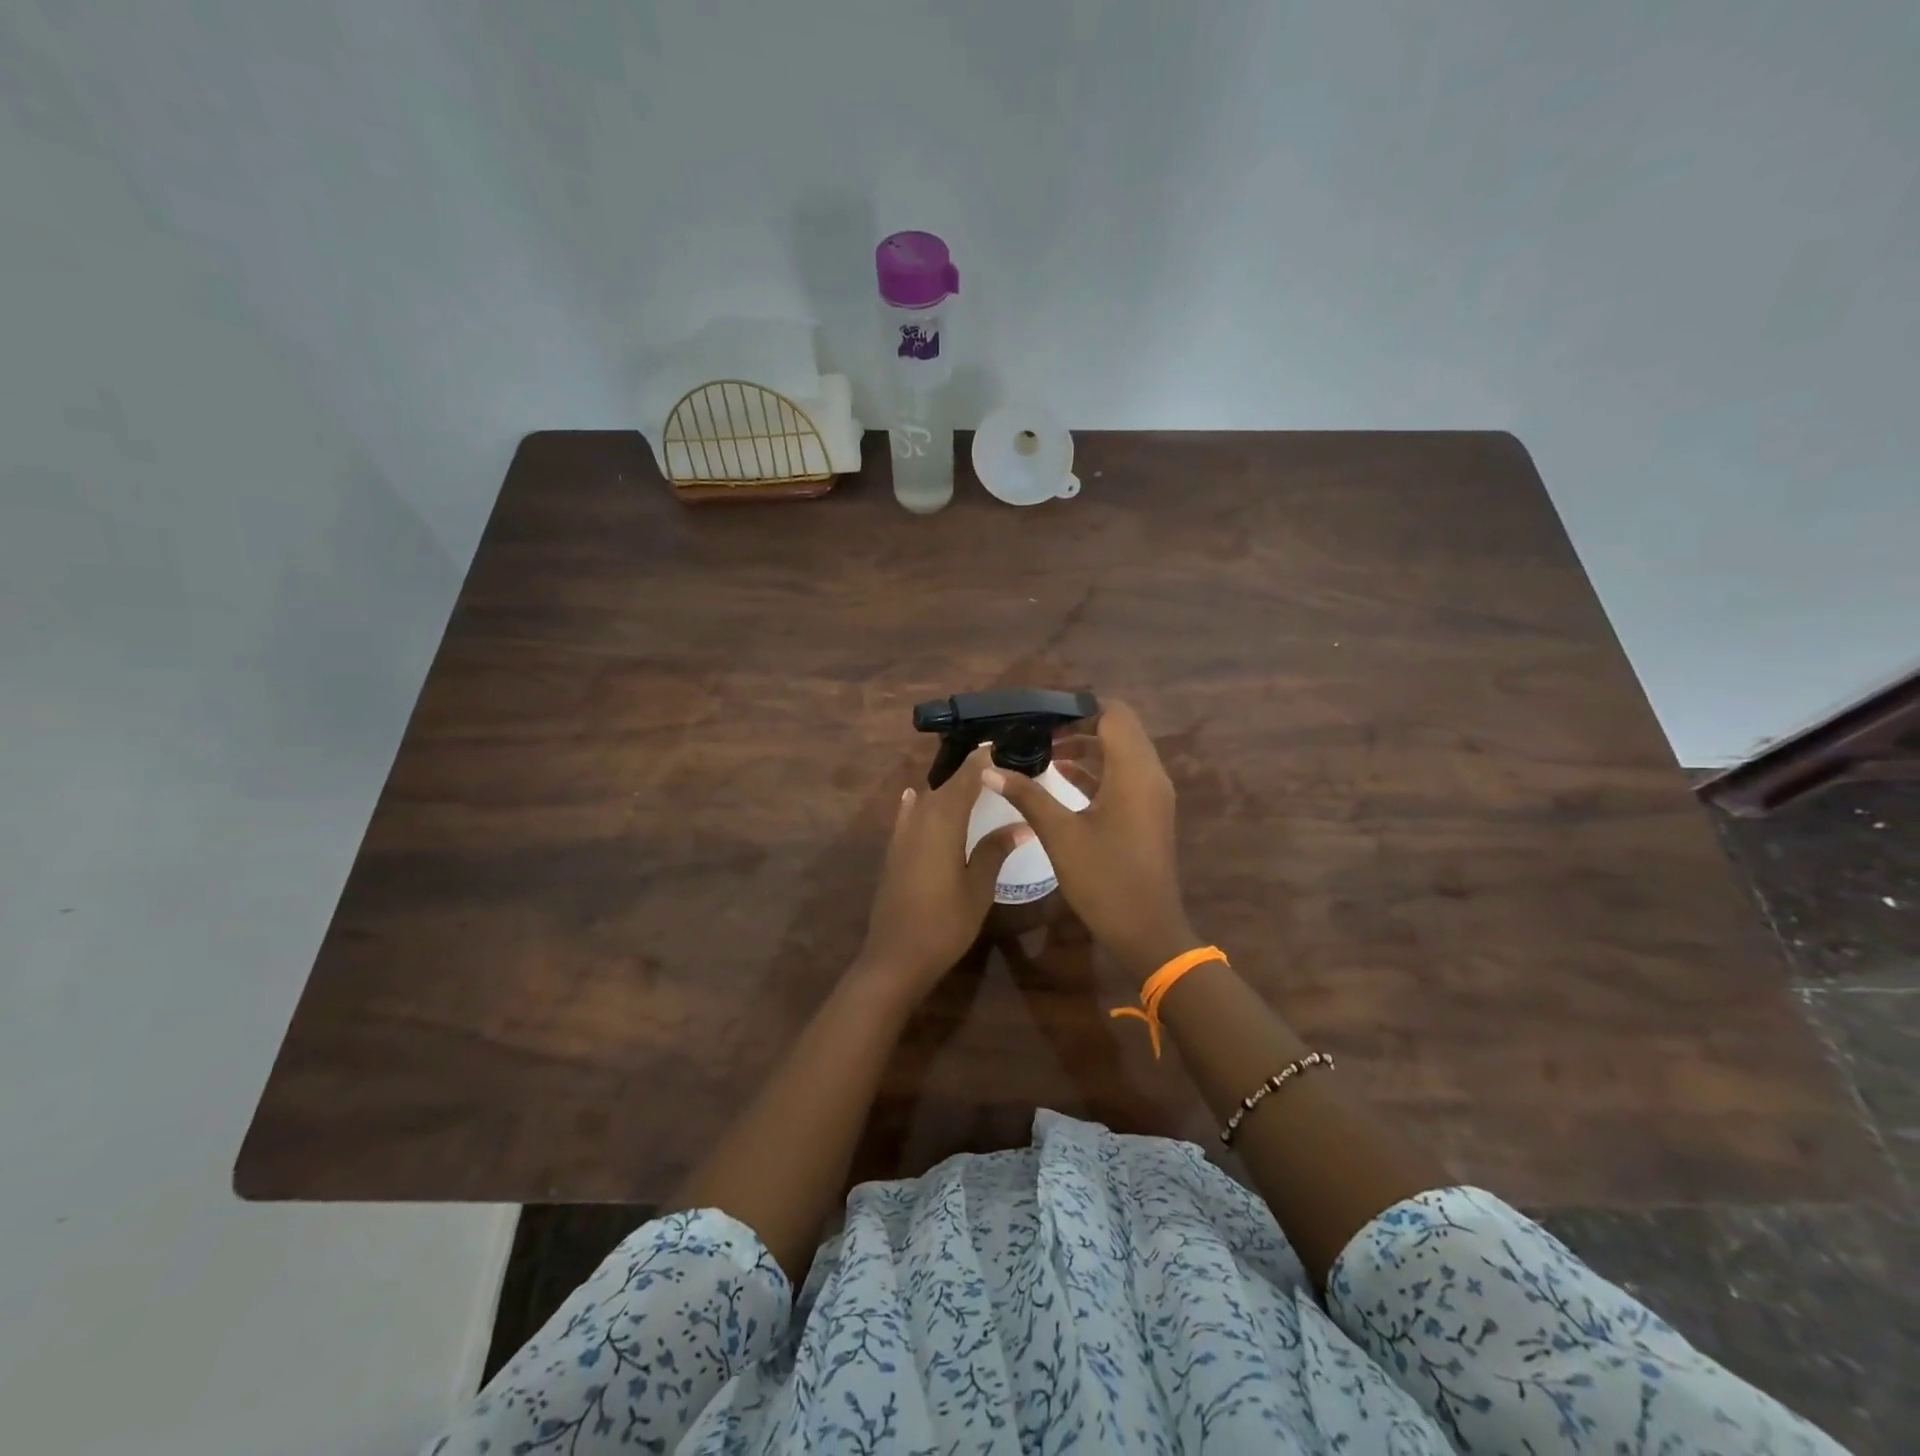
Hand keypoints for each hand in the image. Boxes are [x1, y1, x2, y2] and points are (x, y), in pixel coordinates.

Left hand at [856, 747, 1032, 1002]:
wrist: (896, 956)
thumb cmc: (945, 922)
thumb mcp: (978, 887)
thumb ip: (995, 849)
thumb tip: (1021, 824)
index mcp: (943, 820)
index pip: (966, 778)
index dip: (982, 759)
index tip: (1001, 743)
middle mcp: (919, 818)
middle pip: (946, 785)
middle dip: (969, 772)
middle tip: (996, 764)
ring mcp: (902, 834)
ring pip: (927, 799)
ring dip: (947, 789)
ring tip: (971, 783)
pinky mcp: (894, 850)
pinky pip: (908, 815)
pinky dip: (918, 803)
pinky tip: (916, 797)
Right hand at [981, 700, 1195, 978]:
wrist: (1147, 930)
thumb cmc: (1105, 879)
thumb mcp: (1060, 835)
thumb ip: (1027, 796)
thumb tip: (989, 769)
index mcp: (1134, 772)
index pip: (1114, 714)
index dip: (1079, 709)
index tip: (1042, 716)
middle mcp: (1150, 775)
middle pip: (1119, 730)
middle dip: (1079, 725)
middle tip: (1038, 733)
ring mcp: (1152, 795)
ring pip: (1122, 753)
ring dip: (1087, 747)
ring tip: (1043, 752)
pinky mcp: (1148, 812)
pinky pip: (1124, 775)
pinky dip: (1097, 769)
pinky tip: (1061, 777)